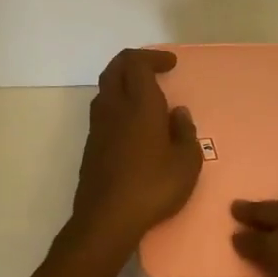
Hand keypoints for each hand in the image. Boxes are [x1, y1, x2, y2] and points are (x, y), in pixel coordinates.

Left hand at [68, 48, 202, 250]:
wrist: (106, 219)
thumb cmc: (153, 187)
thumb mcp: (187, 163)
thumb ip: (185, 132)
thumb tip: (178, 113)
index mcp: (139, 104)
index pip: (136, 63)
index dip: (152, 57)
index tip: (170, 64)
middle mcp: (114, 108)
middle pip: (115, 69)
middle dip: (134, 62)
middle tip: (155, 69)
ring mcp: (98, 127)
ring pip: (105, 90)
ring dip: (123, 83)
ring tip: (145, 96)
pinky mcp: (91, 146)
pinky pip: (103, 112)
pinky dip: (118, 106)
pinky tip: (133, 125)